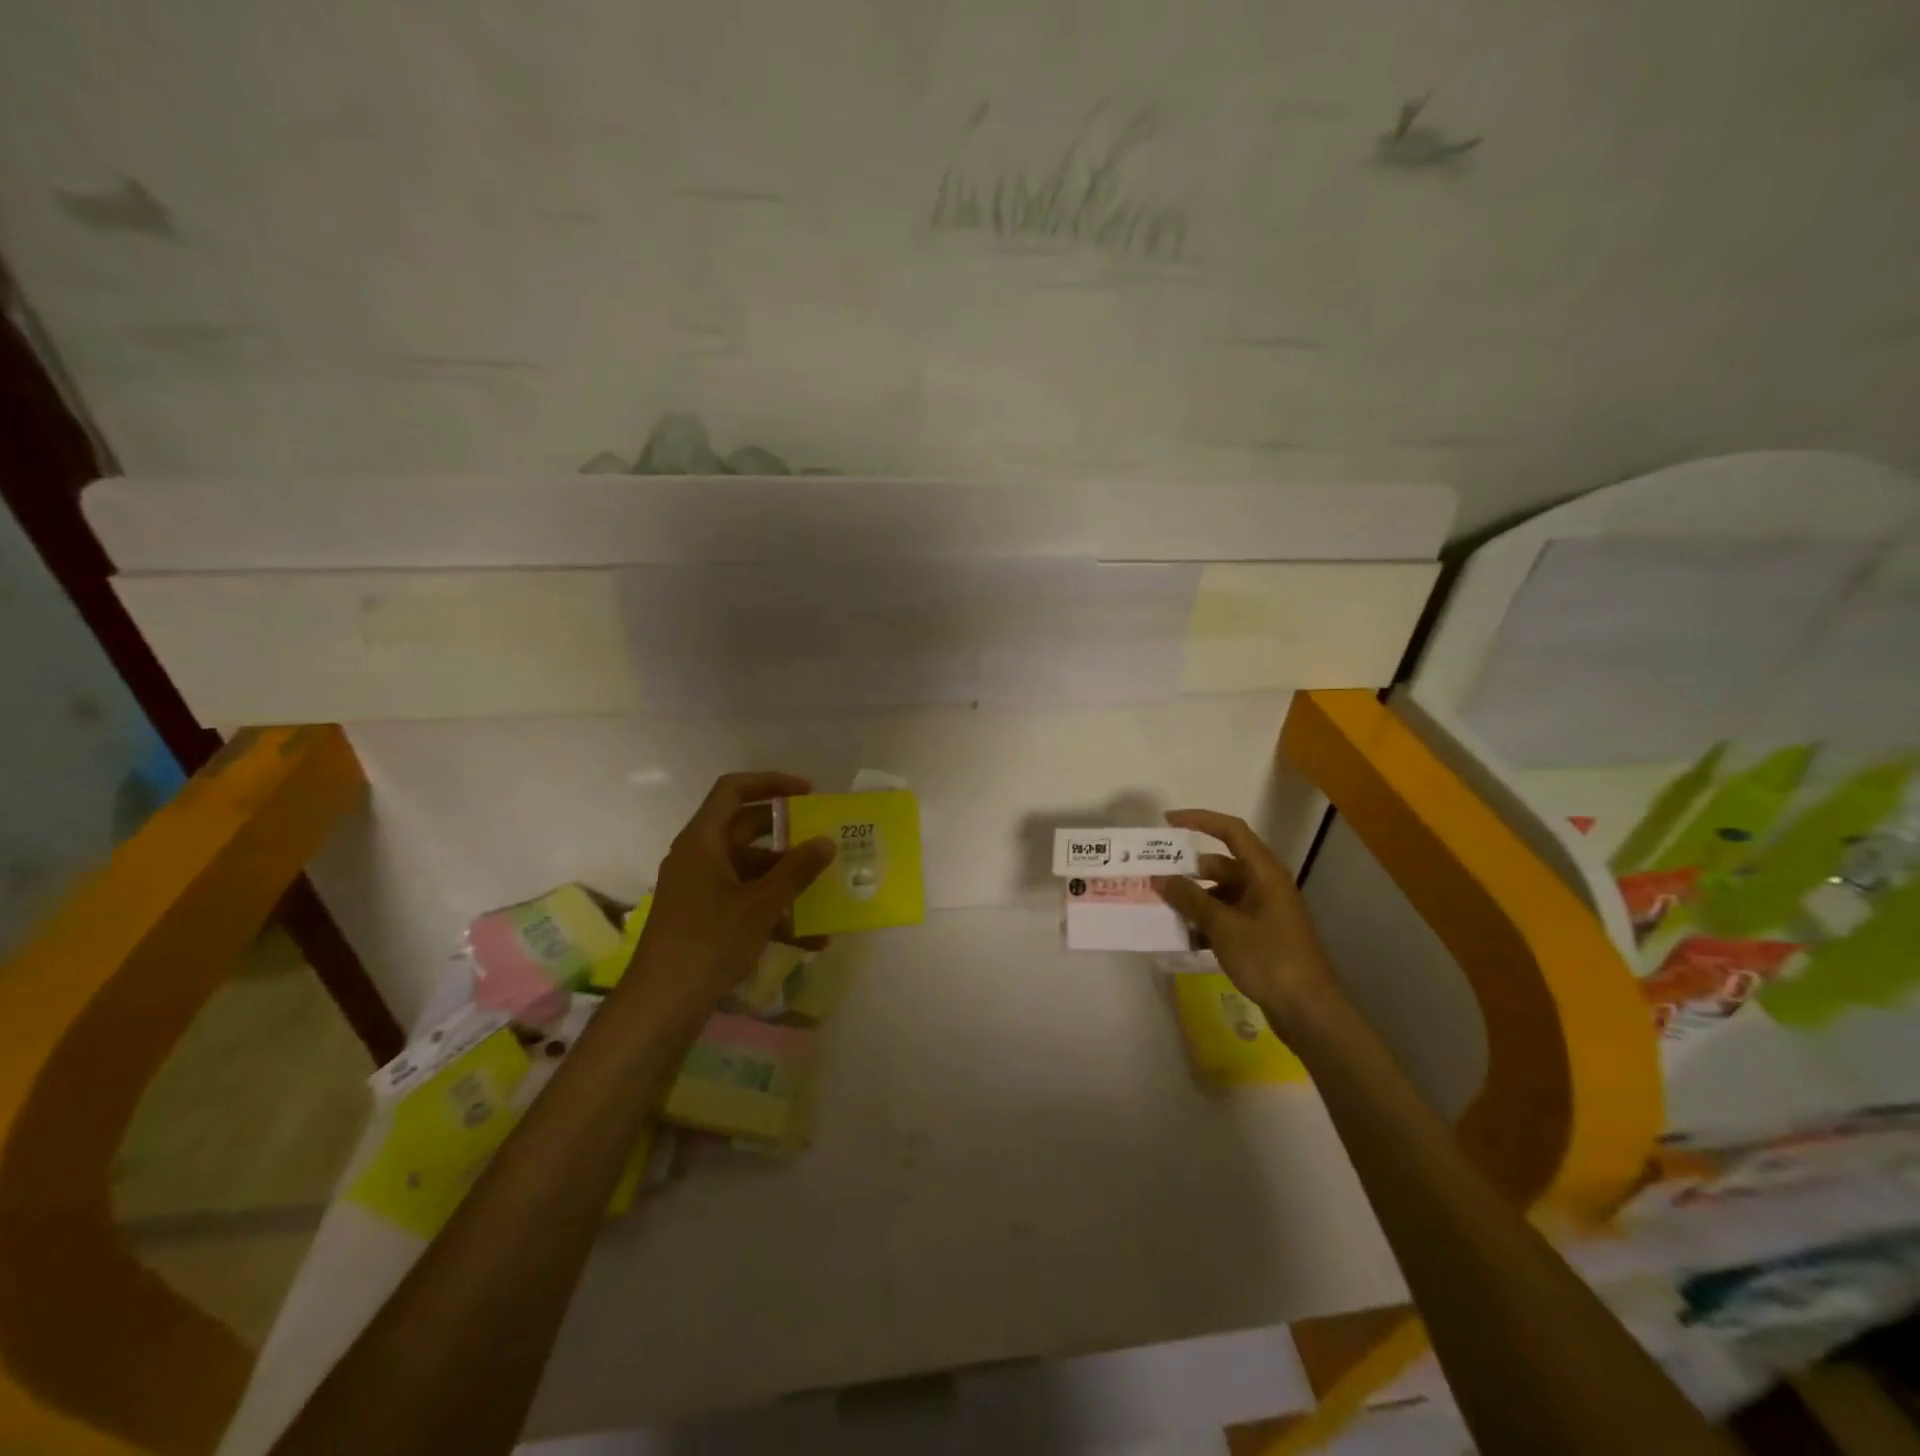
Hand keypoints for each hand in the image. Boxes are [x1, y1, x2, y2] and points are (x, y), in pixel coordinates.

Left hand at [629, 771, 835, 1014]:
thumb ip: (797, 870)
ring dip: (786, 880)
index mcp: (703, 841)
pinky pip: (745, 900)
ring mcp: (700, 888)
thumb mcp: (762, 905)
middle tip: (823, 839)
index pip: (733, 790)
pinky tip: (810, 938)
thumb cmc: (710, 942)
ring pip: (750, 869)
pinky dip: (774, 911)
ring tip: (826, 895)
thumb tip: (826, 842)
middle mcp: (698, 857)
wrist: (662, 1005)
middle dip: (788, 835)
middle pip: (746, 829)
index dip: (771, 783)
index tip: (808, 792)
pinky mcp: (704, 917)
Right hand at [1154, 809, 1340, 1033]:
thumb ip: (1190, 899)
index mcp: (1264, 873)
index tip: (1167, 823)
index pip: (1231, 831)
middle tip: (1153, 875)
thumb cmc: (1269, 958)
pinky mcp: (1261, 937)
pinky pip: (1226, 919)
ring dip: (1193, 900)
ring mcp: (1264, 913)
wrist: (1308, 1011)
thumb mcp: (1223, 926)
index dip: (1199, 820)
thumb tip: (1160, 878)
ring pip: (1221, 894)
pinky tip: (1183, 937)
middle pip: (1221, 865)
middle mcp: (1265, 886)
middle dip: (1187, 870)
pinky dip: (1205, 923)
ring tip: (1161, 908)